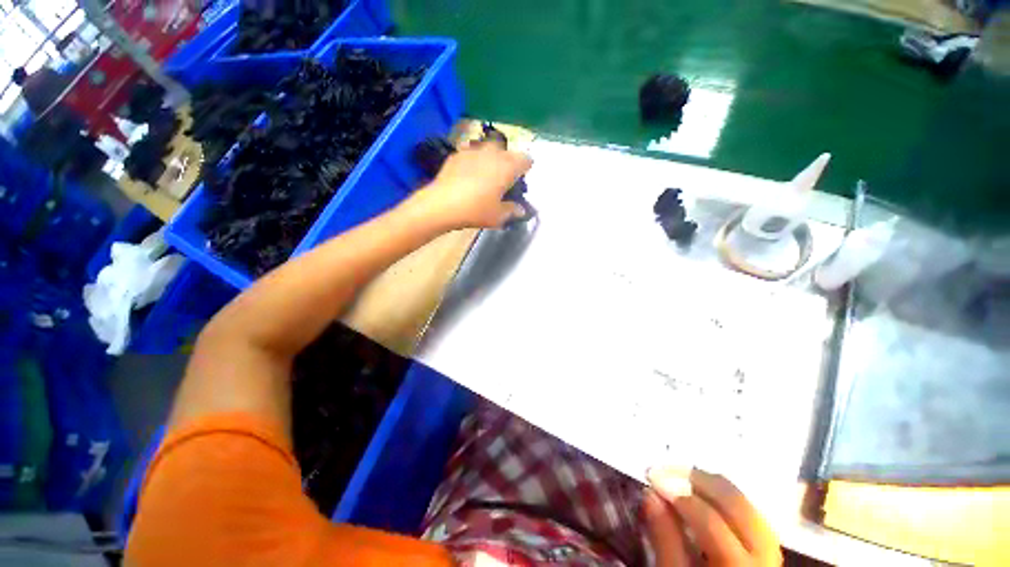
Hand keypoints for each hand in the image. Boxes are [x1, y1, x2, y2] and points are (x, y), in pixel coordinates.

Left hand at [413, 141, 531, 229]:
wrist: (442, 204)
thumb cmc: (476, 210)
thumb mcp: (498, 216)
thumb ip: (512, 210)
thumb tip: (520, 210)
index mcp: (508, 167)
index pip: (526, 159)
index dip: (525, 169)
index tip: (520, 181)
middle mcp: (493, 153)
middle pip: (507, 152)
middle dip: (508, 162)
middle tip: (503, 179)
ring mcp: (473, 151)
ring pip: (488, 149)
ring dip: (490, 159)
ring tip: (485, 176)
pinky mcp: (457, 154)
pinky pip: (471, 154)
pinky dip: (473, 161)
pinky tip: (467, 176)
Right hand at [644, 467, 781, 565]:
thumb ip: (665, 540)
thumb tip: (650, 493)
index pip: (709, 521)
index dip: (678, 494)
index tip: (651, 478)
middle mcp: (764, 555)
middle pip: (734, 502)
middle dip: (696, 478)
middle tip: (665, 470)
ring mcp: (771, 550)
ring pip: (744, 501)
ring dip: (710, 484)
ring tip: (680, 479)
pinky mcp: (769, 546)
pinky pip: (748, 510)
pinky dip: (723, 496)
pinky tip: (702, 495)